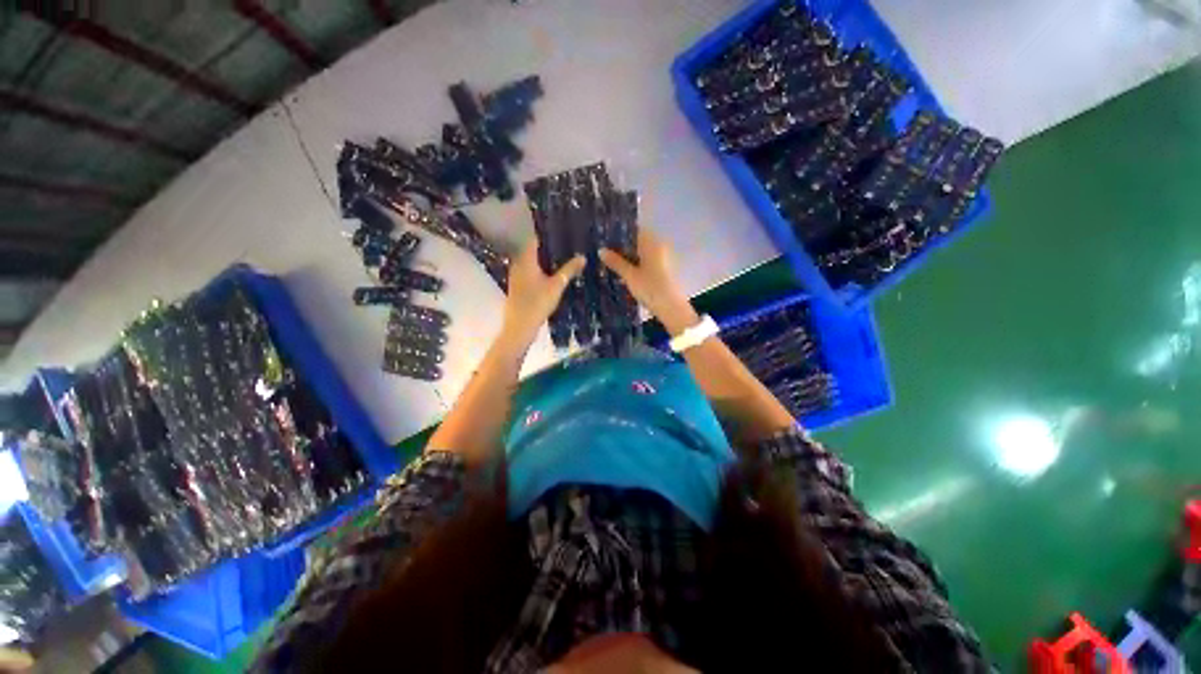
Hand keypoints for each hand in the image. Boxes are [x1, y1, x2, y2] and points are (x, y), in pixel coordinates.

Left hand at [502, 241, 585, 347]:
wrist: (520, 326)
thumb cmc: (538, 303)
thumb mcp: (557, 285)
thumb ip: (569, 270)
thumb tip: (583, 257)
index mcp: (526, 260)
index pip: (535, 240)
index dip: (547, 237)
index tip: (561, 236)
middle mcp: (518, 264)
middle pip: (533, 252)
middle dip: (549, 250)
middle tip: (566, 249)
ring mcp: (516, 276)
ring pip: (531, 264)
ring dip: (545, 262)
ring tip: (562, 262)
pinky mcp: (517, 287)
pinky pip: (530, 274)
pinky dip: (540, 272)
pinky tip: (552, 277)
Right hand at [599, 229, 699, 335]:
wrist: (671, 308)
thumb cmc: (650, 289)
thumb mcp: (630, 276)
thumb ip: (616, 262)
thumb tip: (601, 250)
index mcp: (652, 243)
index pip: (634, 230)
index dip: (619, 232)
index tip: (604, 236)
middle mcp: (659, 247)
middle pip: (637, 241)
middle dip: (621, 246)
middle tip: (603, 250)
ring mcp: (662, 259)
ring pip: (641, 253)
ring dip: (627, 257)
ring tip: (608, 262)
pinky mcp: (662, 270)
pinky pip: (645, 262)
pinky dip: (634, 264)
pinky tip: (622, 272)